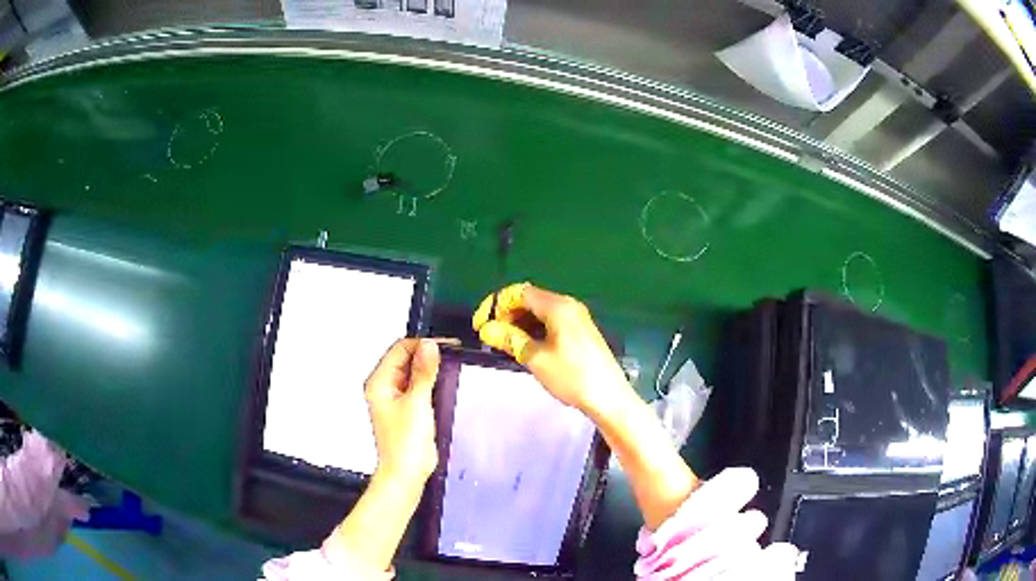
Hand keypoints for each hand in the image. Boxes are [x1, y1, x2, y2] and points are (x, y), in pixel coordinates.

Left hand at [364, 338, 440, 484]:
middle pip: (404, 359)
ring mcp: (394, 399)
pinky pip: (417, 387)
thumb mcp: (417, 402)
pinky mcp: (406, 410)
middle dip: (427, 355)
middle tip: (453, 354)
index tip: (446, 345)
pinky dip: (430, 383)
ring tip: (451, 366)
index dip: (422, 344)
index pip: (399, 349)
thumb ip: (424, 372)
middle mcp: (383, 387)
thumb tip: (430, 345)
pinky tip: (444, 384)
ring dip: (429, 369)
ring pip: (412, 373)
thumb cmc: (406, 442)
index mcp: (379, 382)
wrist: (407, 474)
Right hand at [472, 283, 629, 415]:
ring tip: (505, 343)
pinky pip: (551, 321)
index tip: (481, 325)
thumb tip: (486, 329)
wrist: (608, 396)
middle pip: (530, 300)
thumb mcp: (536, 359)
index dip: (496, 305)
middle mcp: (568, 305)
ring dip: (520, 323)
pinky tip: (526, 346)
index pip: (520, 293)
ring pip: (540, 312)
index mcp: (557, 306)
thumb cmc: (572, 376)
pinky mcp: (580, 330)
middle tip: (491, 336)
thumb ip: (510, 339)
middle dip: (507, 314)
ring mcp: (576, 317)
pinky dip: (534, 329)